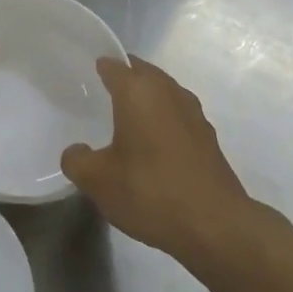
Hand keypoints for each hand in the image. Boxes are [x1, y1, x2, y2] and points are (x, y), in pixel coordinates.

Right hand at [62, 56, 262, 259]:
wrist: (215, 226)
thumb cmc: (150, 192)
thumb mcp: (97, 180)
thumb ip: (77, 160)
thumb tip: (76, 151)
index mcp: (138, 92)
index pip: (114, 65)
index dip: (98, 66)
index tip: (84, 75)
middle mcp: (168, 93)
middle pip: (143, 72)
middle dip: (124, 78)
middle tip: (100, 93)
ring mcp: (193, 114)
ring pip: (164, 92)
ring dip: (146, 98)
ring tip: (125, 117)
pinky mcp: (208, 138)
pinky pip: (177, 115)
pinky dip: (162, 119)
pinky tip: (151, 144)